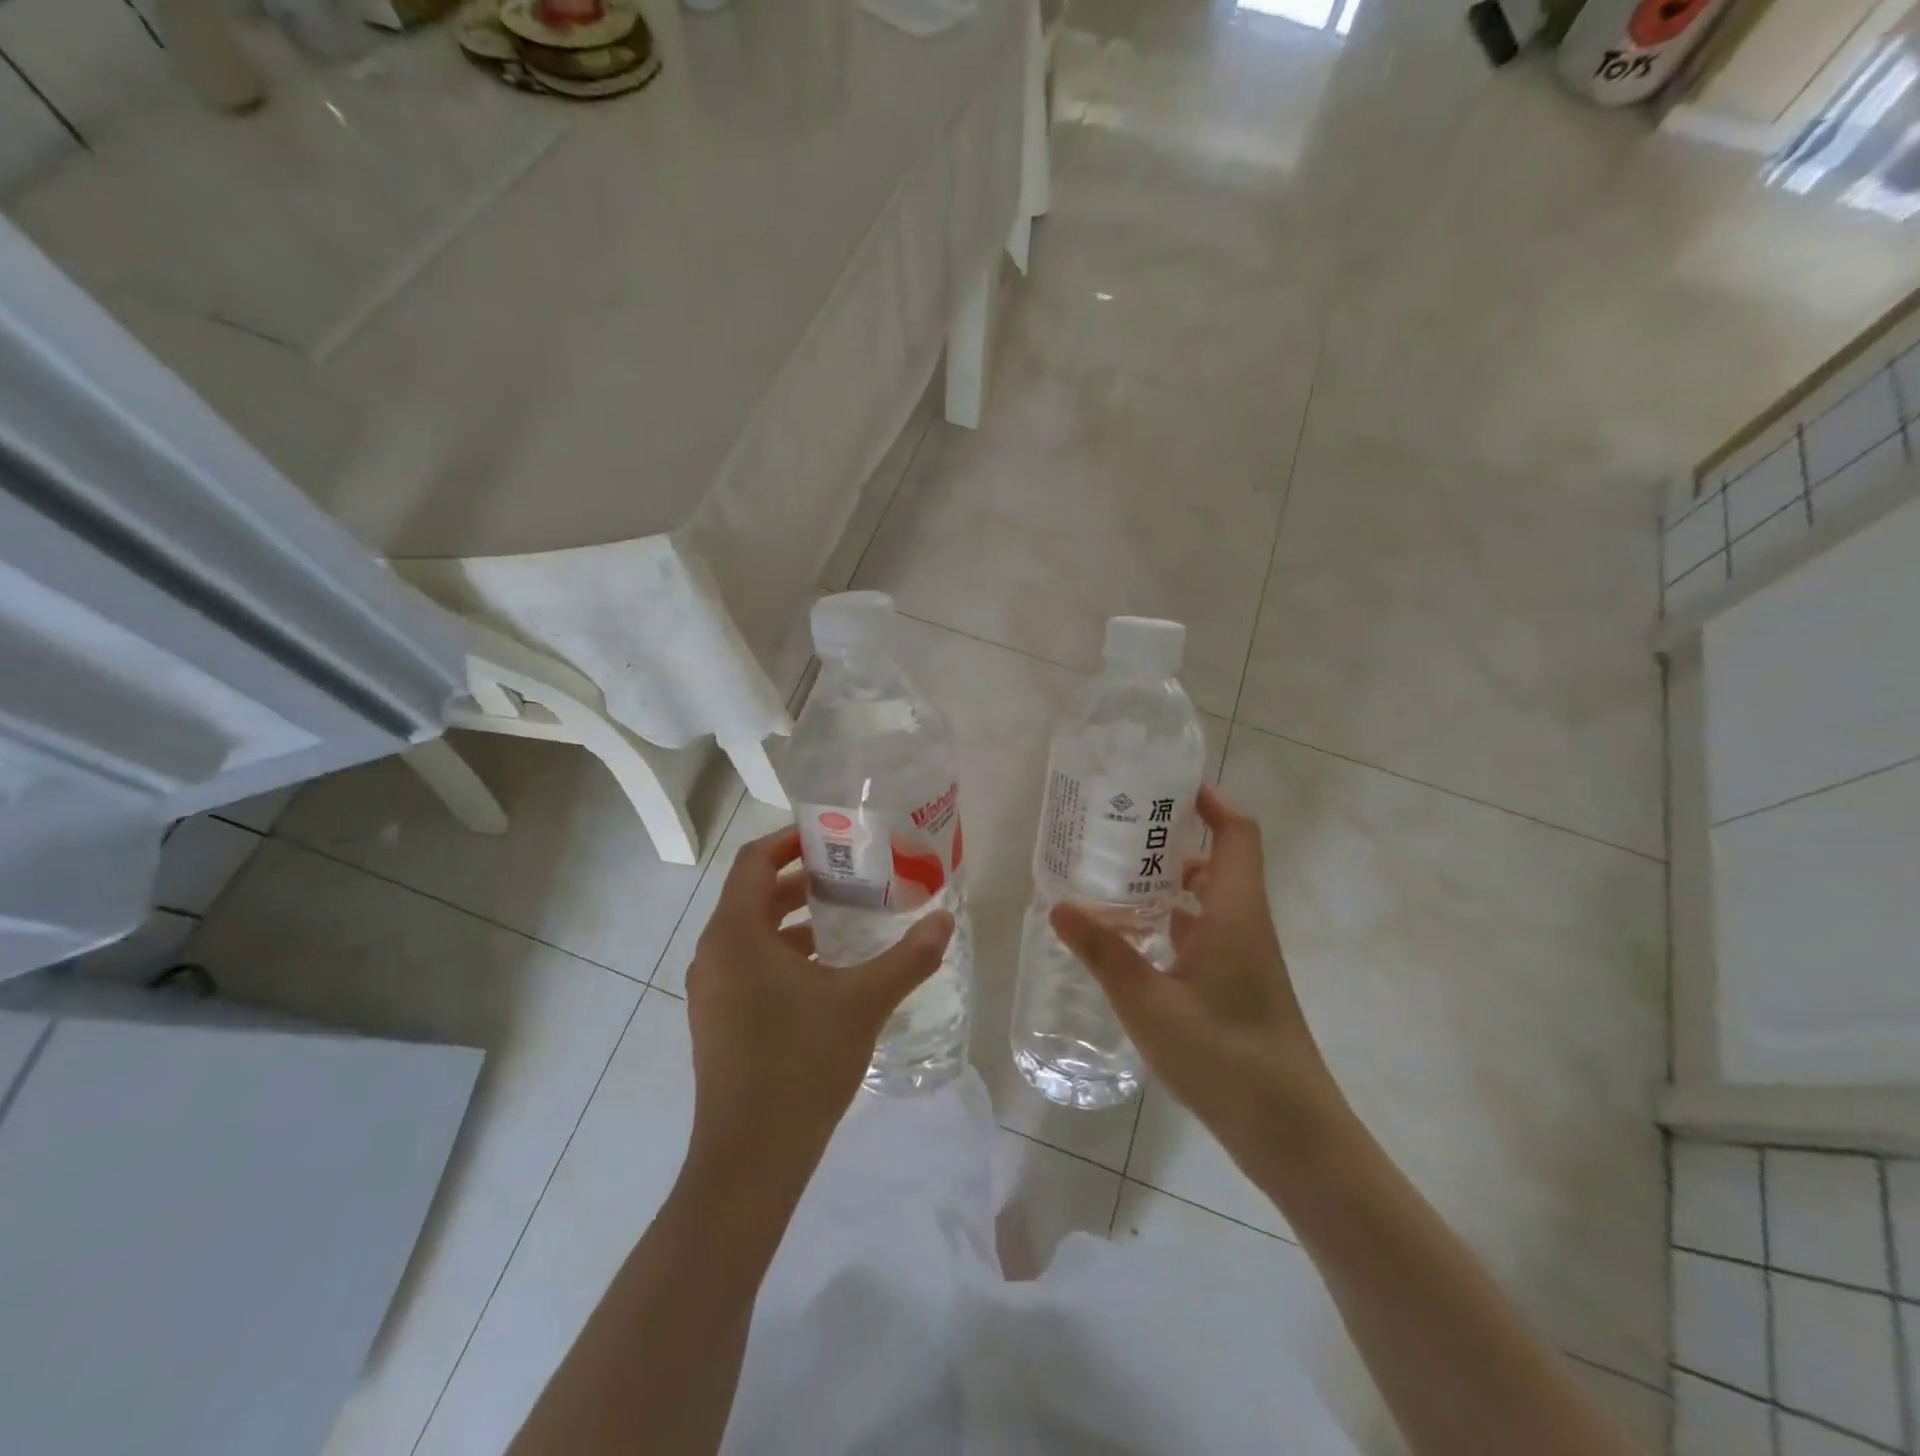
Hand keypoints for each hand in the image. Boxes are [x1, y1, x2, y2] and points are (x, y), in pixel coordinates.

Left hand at [683, 825, 953, 1193]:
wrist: (749, 1161)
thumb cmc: (800, 1066)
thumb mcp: (863, 1004)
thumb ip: (907, 958)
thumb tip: (946, 921)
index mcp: (736, 934)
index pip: (754, 861)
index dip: (789, 840)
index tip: (831, 836)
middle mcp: (714, 953)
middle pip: (752, 894)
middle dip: (800, 878)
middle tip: (850, 873)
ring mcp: (711, 990)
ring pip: (750, 932)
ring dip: (793, 918)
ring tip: (845, 917)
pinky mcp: (717, 1020)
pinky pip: (747, 965)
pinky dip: (782, 952)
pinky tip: (825, 972)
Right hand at [1051, 786, 1343, 1184]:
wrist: (1292, 1134)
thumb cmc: (1227, 1058)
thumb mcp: (1151, 1005)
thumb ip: (1104, 953)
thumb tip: (1059, 905)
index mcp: (1235, 913)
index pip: (1236, 834)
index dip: (1211, 801)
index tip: (1168, 784)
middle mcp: (1244, 924)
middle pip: (1219, 861)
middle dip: (1175, 839)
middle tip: (1119, 829)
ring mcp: (1244, 957)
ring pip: (1209, 900)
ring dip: (1170, 883)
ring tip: (1114, 876)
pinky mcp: (1238, 985)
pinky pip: (1204, 933)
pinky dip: (1172, 922)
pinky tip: (1132, 938)